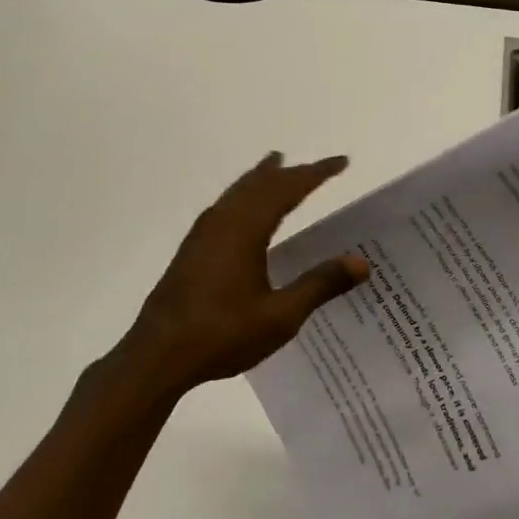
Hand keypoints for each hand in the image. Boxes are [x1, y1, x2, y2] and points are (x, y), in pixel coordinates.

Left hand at [109, 152, 369, 402]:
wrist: (157, 356)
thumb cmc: (222, 334)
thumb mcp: (280, 316)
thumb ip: (320, 285)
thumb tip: (361, 263)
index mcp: (246, 228)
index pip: (288, 188)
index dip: (316, 173)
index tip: (341, 162)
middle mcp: (223, 221)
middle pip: (260, 183)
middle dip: (290, 172)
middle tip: (315, 167)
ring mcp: (203, 234)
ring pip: (238, 192)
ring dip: (261, 178)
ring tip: (275, 165)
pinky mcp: (192, 249)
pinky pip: (224, 206)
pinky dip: (243, 195)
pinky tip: (242, 211)